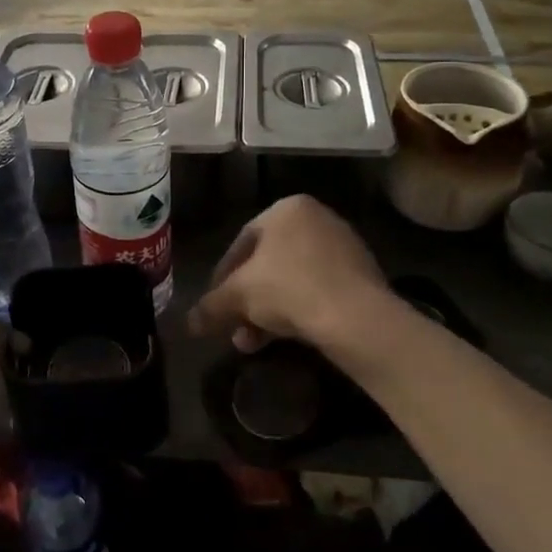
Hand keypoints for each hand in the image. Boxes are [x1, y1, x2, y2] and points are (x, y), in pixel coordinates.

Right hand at [188, 196, 390, 353]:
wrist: (357, 317)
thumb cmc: (289, 289)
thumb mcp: (238, 296)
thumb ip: (211, 305)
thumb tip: (189, 323)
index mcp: (286, 209)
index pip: (242, 242)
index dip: (222, 277)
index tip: (215, 304)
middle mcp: (317, 218)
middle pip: (268, 264)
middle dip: (247, 300)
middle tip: (234, 327)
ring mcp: (343, 246)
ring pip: (292, 280)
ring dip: (268, 311)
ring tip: (253, 342)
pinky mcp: (362, 275)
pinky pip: (318, 291)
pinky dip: (298, 311)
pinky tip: (285, 338)